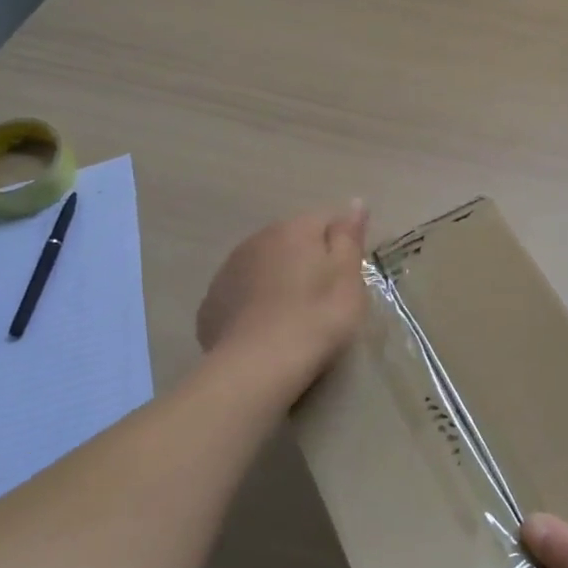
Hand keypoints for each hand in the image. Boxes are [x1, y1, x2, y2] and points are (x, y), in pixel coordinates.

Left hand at [195, 201, 370, 381]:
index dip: (340, 246)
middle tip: (323, 299)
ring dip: (277, 281)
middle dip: (306, 262)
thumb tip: (355, 202)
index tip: (347, 276)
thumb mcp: (347, 277)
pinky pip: (241, 294)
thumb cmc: (317, 317)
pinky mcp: (211, 304)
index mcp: (294, 230)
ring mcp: (228, 271)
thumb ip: (349, 237)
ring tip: (293, 317)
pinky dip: (253, 304)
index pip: (325, 221)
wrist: (258, 365)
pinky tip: (265, 330)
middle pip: (291, 242)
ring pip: (263, 267)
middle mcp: (256, 240)